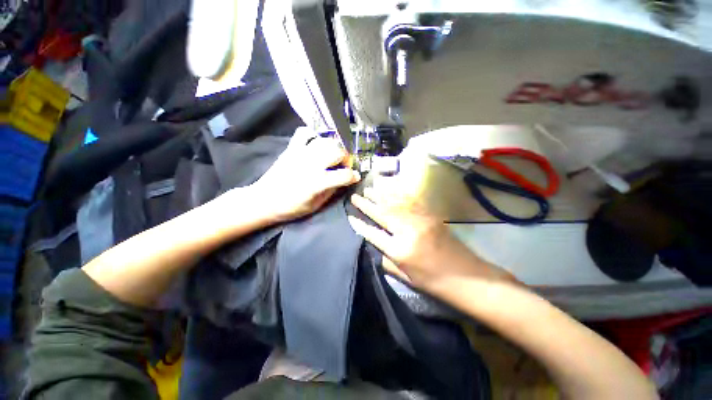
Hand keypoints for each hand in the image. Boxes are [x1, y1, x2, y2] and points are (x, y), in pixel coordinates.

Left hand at [250, 127, 360, 222]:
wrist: (263, 200)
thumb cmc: (290, 208)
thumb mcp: (315, 206)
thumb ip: (332, 191)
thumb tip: (344, 180)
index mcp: (317, 182)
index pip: (344, 175)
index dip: (354, 176)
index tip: (355, 177)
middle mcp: (311, 164)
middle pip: (338, 152)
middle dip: (346, 158)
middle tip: (343, 165)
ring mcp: (301, 154)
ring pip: (326, 141)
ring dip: (334, 147)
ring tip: (332, 155)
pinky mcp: (291, 149)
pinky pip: (304, 133)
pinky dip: (313, 135)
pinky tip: (316, 143)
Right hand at [347, 190, 514, 290]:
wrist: (468, 277)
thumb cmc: (435, 282)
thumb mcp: (406, 277)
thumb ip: (387, 261)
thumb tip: (375, 247)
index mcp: (399, 251)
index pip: (373, 234)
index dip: (360, 224)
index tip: (350, 215)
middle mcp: (407, 232)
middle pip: (382, 214)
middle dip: (366, 204)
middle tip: (355, 196)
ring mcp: (420, 221)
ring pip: (394, 205)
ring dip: (380, 196)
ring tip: (368, 189)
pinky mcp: (430, 216)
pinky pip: (410, 202)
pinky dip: (397, 195)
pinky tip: (390, 190)